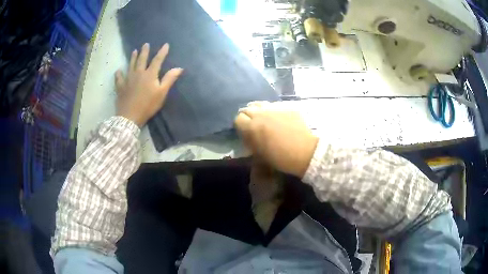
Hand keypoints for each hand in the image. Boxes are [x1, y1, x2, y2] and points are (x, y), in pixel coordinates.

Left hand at [115, 43, 182, 126]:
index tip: (166, 44)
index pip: (157, 60)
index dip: (162, 52)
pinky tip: (118, 71)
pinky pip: (119, 78)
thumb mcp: (161, 93)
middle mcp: (138, 73)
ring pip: (130, 65)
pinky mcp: (121, 87)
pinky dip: (118, 74)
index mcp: (149, 74)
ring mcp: (128, 79)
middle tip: (145, 44)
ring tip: (134, 51)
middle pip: (142, 60)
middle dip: (144, 51)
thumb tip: (179, 68)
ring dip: (132, 58)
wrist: (130, 116)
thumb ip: (169, 79)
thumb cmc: (148, 105)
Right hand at [234, 102, 317, 177]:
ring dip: (258, 111)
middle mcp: (261, 114)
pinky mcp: (287, 106)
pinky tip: (278, 119)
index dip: (240, 126)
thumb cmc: (281, 158)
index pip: (238, 119)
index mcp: (253, 127)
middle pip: (247, 109)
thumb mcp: (260, 154)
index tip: (244, 132)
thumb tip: (246, 135)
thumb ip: (250, 141)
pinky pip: (274, 105)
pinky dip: (272, 111)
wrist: (306, 152)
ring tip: (264, 119)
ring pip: (260, 104)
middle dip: (247, 116)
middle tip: (253, 125)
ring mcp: (275, 108)